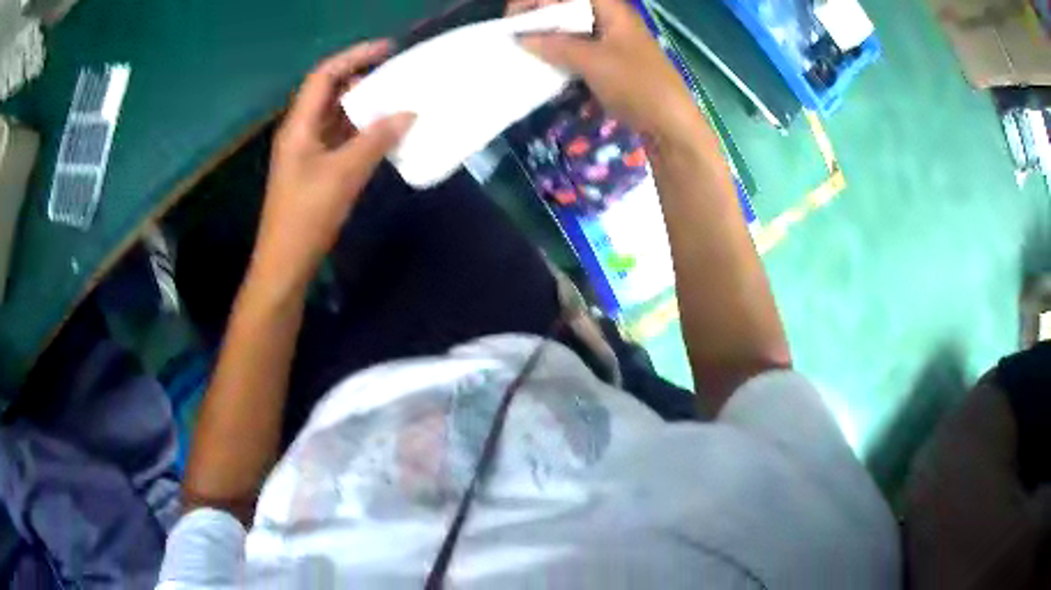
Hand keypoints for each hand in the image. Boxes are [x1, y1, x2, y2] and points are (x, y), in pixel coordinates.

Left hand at [253, 41, 414, 288]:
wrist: (285, 264)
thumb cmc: (306, 216)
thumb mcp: (343, 174)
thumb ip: (375, 140)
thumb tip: (408, 113)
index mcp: (299, 125)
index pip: (324, 76)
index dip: (354, 57)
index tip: (388, 49)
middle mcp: (301, 132)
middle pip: (331, 92)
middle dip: (363, 79)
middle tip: (399, 76)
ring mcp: (308, 152)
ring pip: (337, 116)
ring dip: (365, 106)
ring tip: (398, 100)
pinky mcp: (316, 170)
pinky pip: (341, 139)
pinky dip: (362, 131)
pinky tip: (385, 134)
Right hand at [517, 0, 702, 146]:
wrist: (670, 124)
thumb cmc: (636, 84)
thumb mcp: (593, 62)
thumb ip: (555, 45)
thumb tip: (521, 37)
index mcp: (612, 9)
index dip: (539, 0)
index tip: (516, 18)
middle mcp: (611, 20)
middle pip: (568, 9)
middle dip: (540, 18)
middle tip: (517, 36)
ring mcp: (612, 41)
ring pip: (572, 30)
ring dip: (549, 38)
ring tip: (524, 51)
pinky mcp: (610, 62)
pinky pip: (579, 50)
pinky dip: (561, 55)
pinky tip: (545, 66)